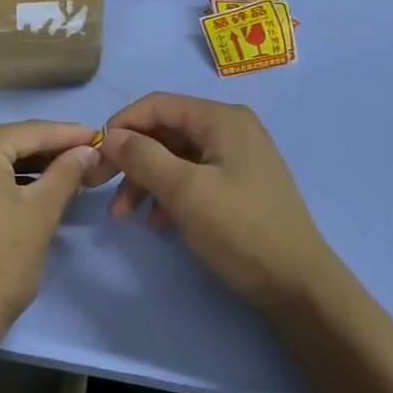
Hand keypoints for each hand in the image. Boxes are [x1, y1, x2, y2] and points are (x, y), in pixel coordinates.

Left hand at [0, 121, 96, 346]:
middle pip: (8, 142)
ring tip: (68, 173)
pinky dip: (2, 180)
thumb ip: (66, 173)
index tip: (99, 137)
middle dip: (48, 152)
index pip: (30, 131)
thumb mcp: (40, 213)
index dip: (68, 135)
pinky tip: (32, 187)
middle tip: (88, 158)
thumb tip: (86, 150)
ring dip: (27, 167)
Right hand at [92, 93, 331, 311]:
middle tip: (99, 186)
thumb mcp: (184, 191)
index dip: (121, 125)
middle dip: (130, 159)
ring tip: (123, 215)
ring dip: (145, 181)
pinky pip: (191, 177)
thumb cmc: (240, 231)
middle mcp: (230, 129)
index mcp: (222, 119)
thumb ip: (143, 156)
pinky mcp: (238, 185)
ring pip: (174, 157)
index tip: (95, 156)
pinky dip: (167, 194)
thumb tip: (111, 135)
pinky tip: (156, 222)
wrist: (298, 287)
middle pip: (164, 131)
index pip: (157, 105)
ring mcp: (236, 158)